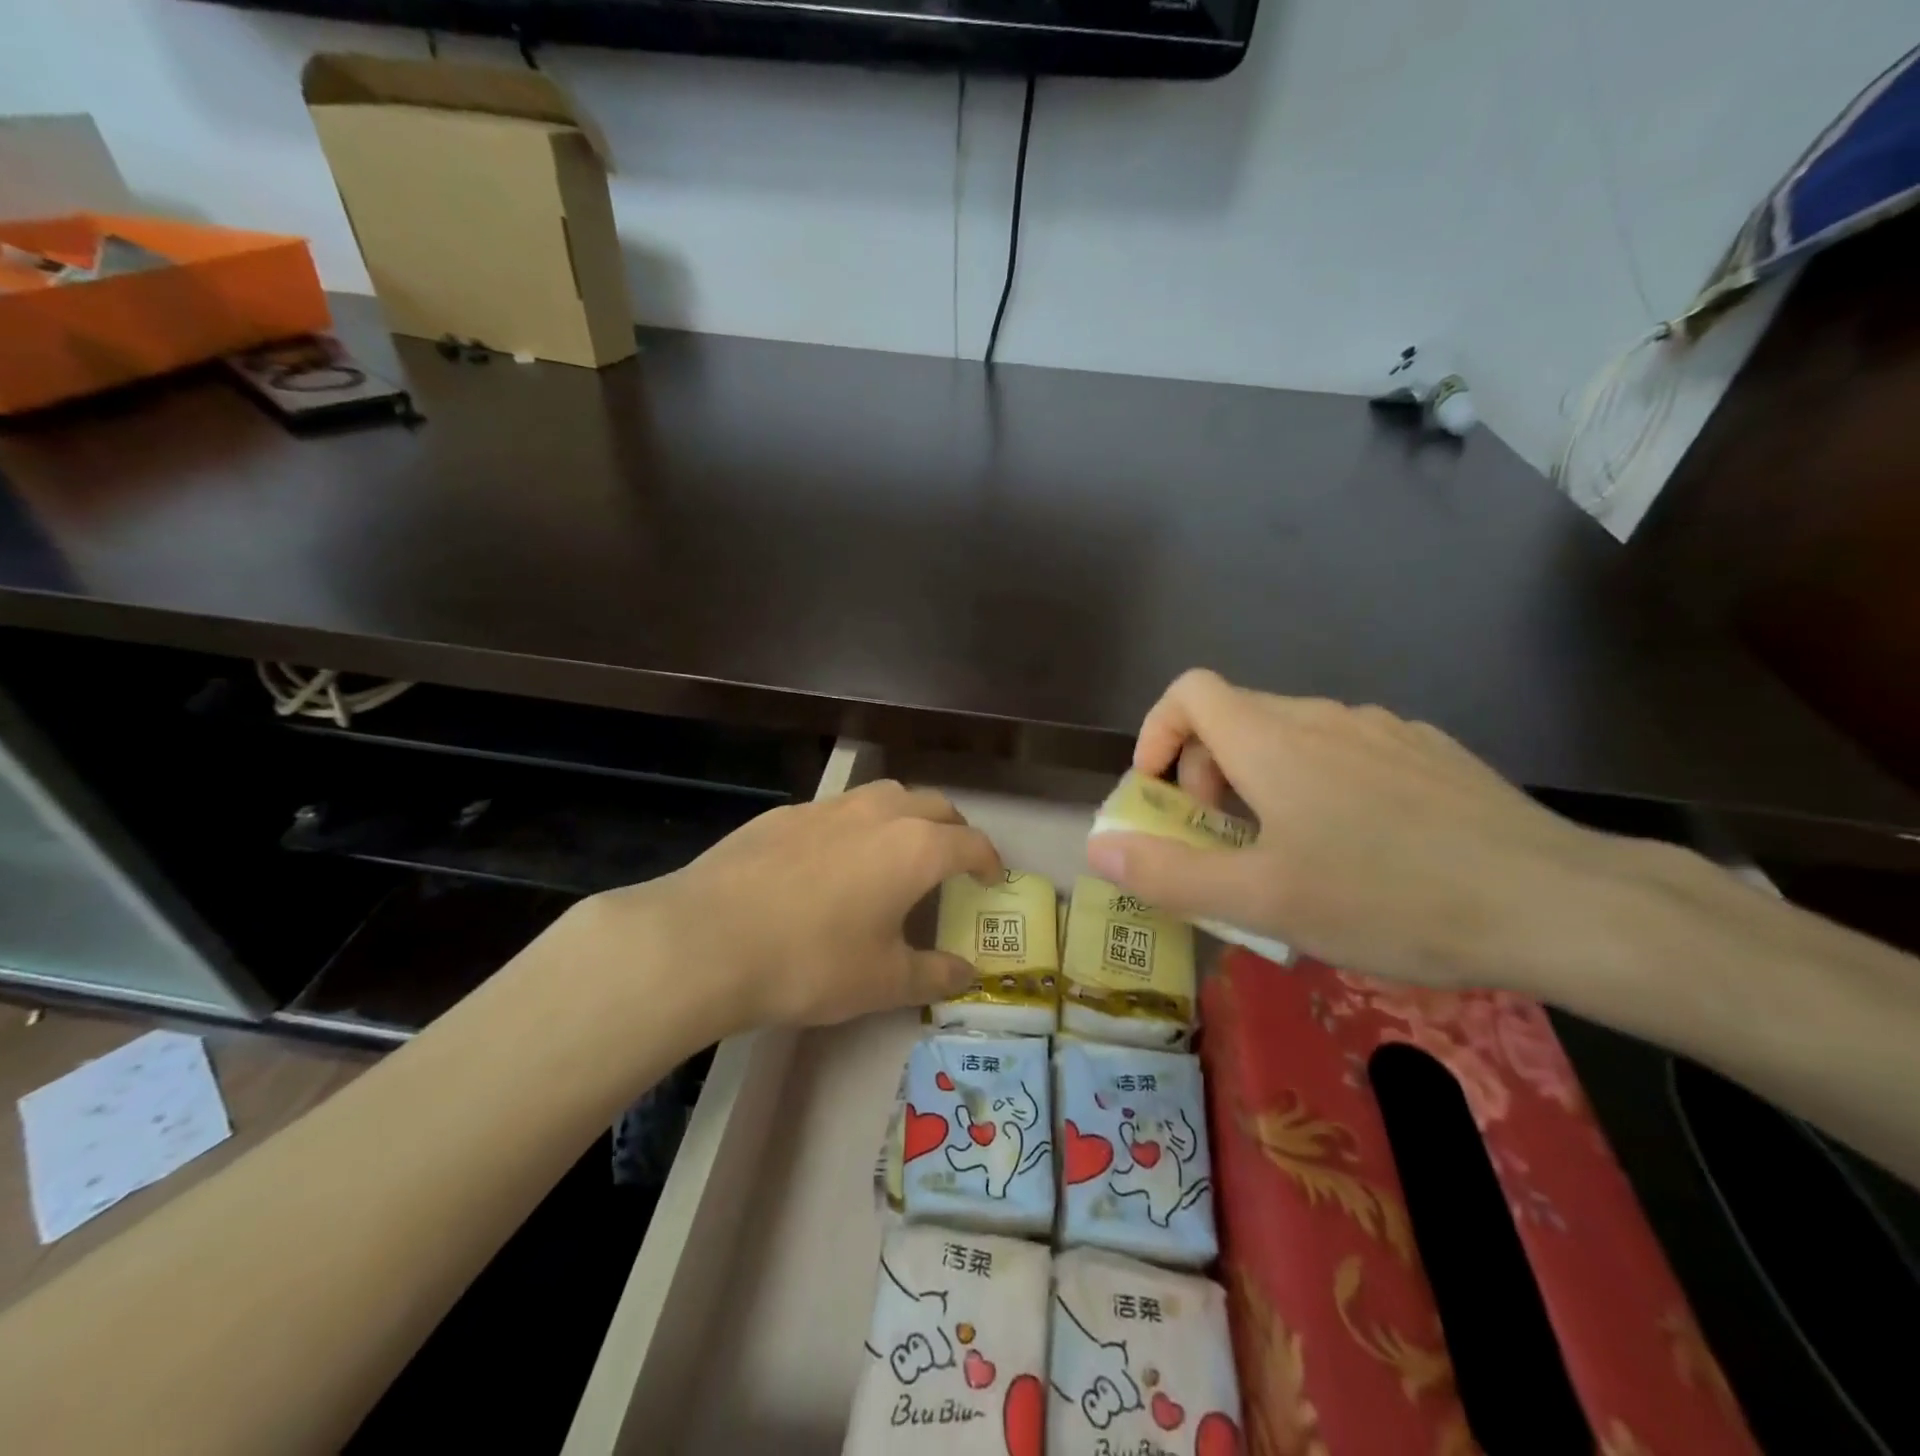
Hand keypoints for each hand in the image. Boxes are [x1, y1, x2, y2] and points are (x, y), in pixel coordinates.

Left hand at [588, 779, 1000, 1030]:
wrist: (709, 939)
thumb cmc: (812, 962)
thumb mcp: (883, 981)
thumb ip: (934, 974)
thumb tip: (968, 974)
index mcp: (915, 848)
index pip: (970, 843)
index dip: (989, 860)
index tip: (993, 877)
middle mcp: (878, 813)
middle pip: (933, 805)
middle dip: (953, 828)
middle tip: (953, 858)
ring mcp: (827, 807)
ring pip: (884, 796)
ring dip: (905, 815)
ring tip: (896, 849)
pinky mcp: (784, 813)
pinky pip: (836, 810)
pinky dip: (854, 825)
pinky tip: (830, 860)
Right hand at [1086, 669, 1631, 987]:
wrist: (1557, 902)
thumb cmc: (1389, 897)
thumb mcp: (1263, 901)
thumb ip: (1169, 874)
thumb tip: (1100, 850)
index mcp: (1273, 740)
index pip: (1189, 692)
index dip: (1158, 732)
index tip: (1160, 793)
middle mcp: (1322, 717)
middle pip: (1234, 716)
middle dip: (1206, 772)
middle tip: (1221, 841)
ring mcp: (1382, 730)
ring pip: (1291, 736)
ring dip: (1261, 782)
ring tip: (1286, 853)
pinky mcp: (1427, 752)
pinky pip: (1347, 752)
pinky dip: (1318, 784)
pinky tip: (1359, 847)